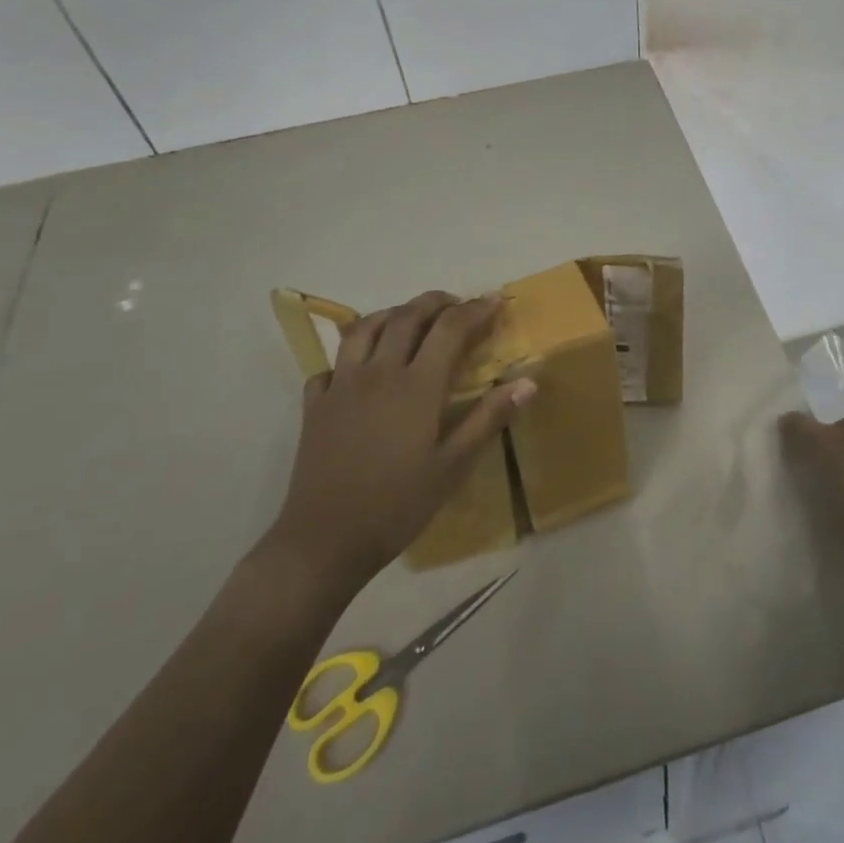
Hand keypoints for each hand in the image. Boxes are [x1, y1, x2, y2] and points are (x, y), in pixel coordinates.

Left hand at [266, 291, 535, 591]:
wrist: (323, 541)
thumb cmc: (397, 505)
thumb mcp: (453, 467)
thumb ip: (488, 418)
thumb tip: (528, 381)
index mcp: (416, 385)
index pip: (450, 328)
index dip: (475, 309)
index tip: (495, 301)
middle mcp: (378, 372)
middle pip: (407, 316)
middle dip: (436, 302)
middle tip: (457, 305)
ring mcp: (341, 385)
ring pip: (365, 328)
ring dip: (392, 314)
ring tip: (409, 320)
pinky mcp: (315, 404)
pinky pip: (333, 363)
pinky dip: (351, 354)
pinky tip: (360, 368)